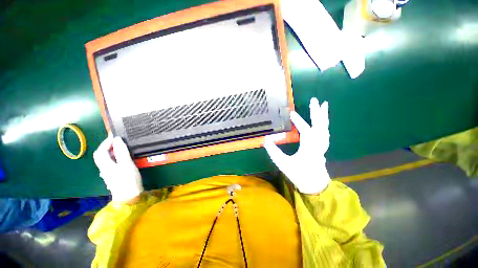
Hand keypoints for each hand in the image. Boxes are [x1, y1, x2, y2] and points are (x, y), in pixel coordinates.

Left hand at [93, 134, 142, 202]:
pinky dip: (114, 158)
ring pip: (105, 160)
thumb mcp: (127, 164)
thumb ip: (122, 152)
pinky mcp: (113, 177)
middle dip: (106, 147)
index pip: (101, 151)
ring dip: (110, 152)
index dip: (105, 142)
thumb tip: (117, 140)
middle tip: (116, 141)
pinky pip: (110, 164)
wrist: (129, 198)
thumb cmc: (128, 180)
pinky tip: (121, 159)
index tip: (113, 135)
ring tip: (120, 148)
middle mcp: (104, 169)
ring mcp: (108, 174)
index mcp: (106, 165)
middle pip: (100, 156)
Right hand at [264, 98, 329, 193]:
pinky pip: (325, 132)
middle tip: (315, 100)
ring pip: (325, 128)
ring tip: (323, 105)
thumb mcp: (283, 164)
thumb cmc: (299, 175)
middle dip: (317, 112)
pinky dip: (324, 124)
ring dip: (323, 116)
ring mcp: (322, 145)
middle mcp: (318, 145)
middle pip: (320, 125)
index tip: (291, 113)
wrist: (315, 186)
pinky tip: (323, 120)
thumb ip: (274, 152)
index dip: (299, 121)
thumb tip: (266, 140)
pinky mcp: (322, 147)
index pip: (305, 131)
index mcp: (309, 148)